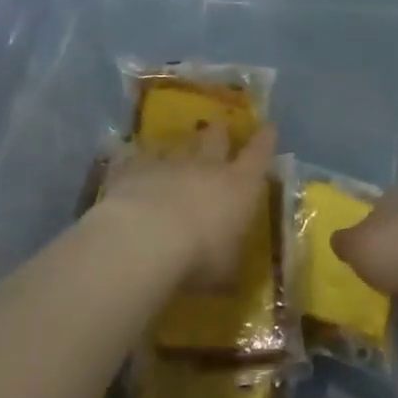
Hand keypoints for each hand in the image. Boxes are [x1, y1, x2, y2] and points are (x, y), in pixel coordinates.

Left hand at [95, 123, 276, 287]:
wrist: (145, 239)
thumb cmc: (199, 257)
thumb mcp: (225, 269)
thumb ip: (227, 259)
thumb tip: (229, 270)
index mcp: (240, 186)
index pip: (259, 155)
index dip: (265, 141)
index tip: (268, 127)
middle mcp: (206, 167)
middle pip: (215, 139)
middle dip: (219, 133)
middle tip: (219, 128)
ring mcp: (167, 164)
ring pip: (176, 146)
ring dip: (179, 147)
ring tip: (176, 146)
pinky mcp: (132, 169)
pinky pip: (135, 159)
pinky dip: (136, 162)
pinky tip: (128, 163)